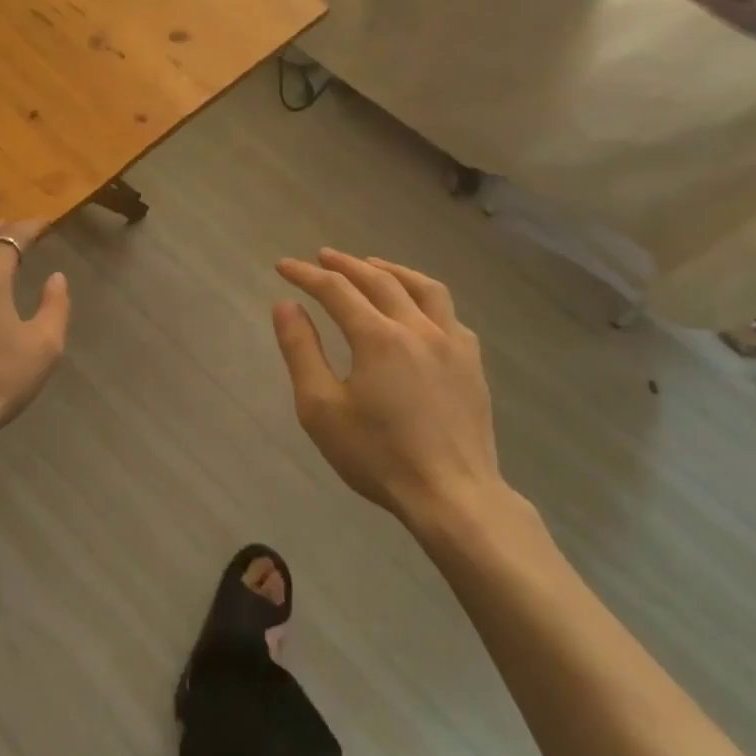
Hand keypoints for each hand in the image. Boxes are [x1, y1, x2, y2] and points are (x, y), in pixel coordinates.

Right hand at [273, 248, 511, 530]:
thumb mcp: (321, 408)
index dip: (306, 274)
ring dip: (392, 270)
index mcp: (378, 337)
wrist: (452, 497)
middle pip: (379, 279)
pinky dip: (426, 300)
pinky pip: (449, 315)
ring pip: (424, 288)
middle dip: (346, 264)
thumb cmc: (378, 456)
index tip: (283, 266)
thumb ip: (301, 351)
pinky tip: (419, 311)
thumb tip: (285, 305)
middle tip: (323, 258)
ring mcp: (452, 344)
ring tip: (373, 266)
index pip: (336, 289)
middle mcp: (417, 328)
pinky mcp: (472, 364)